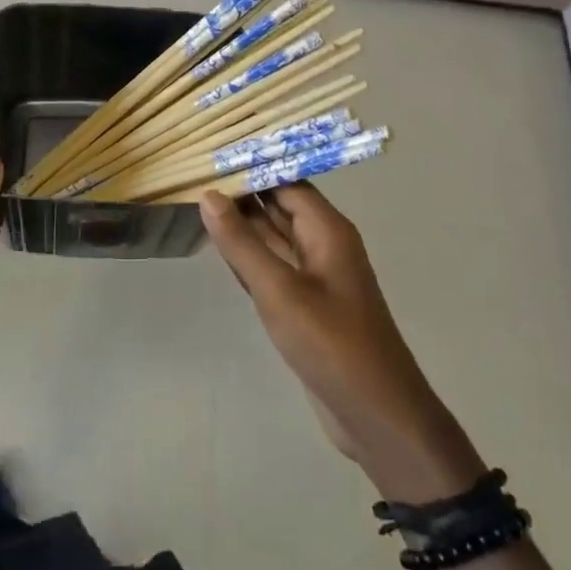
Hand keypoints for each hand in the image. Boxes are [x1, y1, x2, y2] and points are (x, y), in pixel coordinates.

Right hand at [202, 184, 484, 502]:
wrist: (376, 416)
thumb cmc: (331, 344)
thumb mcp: (279, 291)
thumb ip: (241, 243)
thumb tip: (209, 194)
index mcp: (327, 230)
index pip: (286, 181)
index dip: (251, 166)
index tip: (209, 154)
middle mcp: (323, 244)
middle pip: (279, 205)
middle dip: (242, 191)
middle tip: (194, 173)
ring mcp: (315, 276)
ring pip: (274, 237)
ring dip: (242, 223)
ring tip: (197, 200)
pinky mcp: (306, 304)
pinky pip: (273, 267)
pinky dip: (248, 255)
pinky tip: (220, 247)